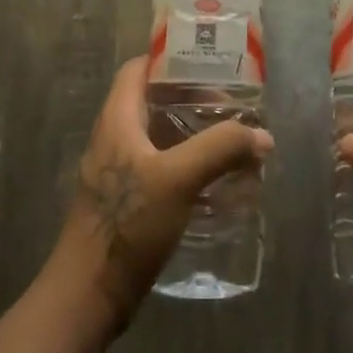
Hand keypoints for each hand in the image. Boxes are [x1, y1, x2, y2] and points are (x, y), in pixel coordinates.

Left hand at [54, 57, 272, 328]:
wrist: (89, 293)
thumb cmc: (127, 224)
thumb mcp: (178, 178)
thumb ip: (221, 149)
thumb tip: (262, 135)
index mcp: (117, 120)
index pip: (138, 70)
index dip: (169, 59)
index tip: (209, 62)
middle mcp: (115, 139)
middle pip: (154, 102)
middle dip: (194, 99)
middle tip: (234, 105)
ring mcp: (120, 172)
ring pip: (161, 138)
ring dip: (195, 135)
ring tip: (235, 139)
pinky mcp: (129, 202)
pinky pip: (163, 168)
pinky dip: (190, 165)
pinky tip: (219, 180)